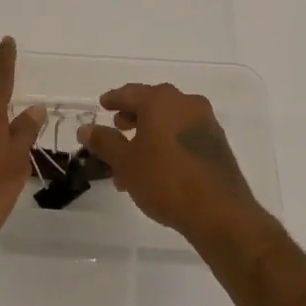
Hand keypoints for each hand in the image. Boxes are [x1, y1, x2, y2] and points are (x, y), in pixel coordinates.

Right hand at [77, 83, 260, 243]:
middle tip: (118, 128)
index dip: (113, 99)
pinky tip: (158, 168)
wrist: (220, 212)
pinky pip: (185, 135)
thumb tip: (86, 128)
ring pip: (169, 122)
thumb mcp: (126, 162)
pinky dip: (168, 143)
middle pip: (153, 104)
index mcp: (161, 101)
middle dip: (133, 116)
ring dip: (150, 135)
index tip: (102, 105)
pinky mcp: (218, 143)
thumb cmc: (165, 180)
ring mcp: (206, 122)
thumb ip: (104, 142)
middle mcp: (186, 103)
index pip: (130, 92)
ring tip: (133, 160)